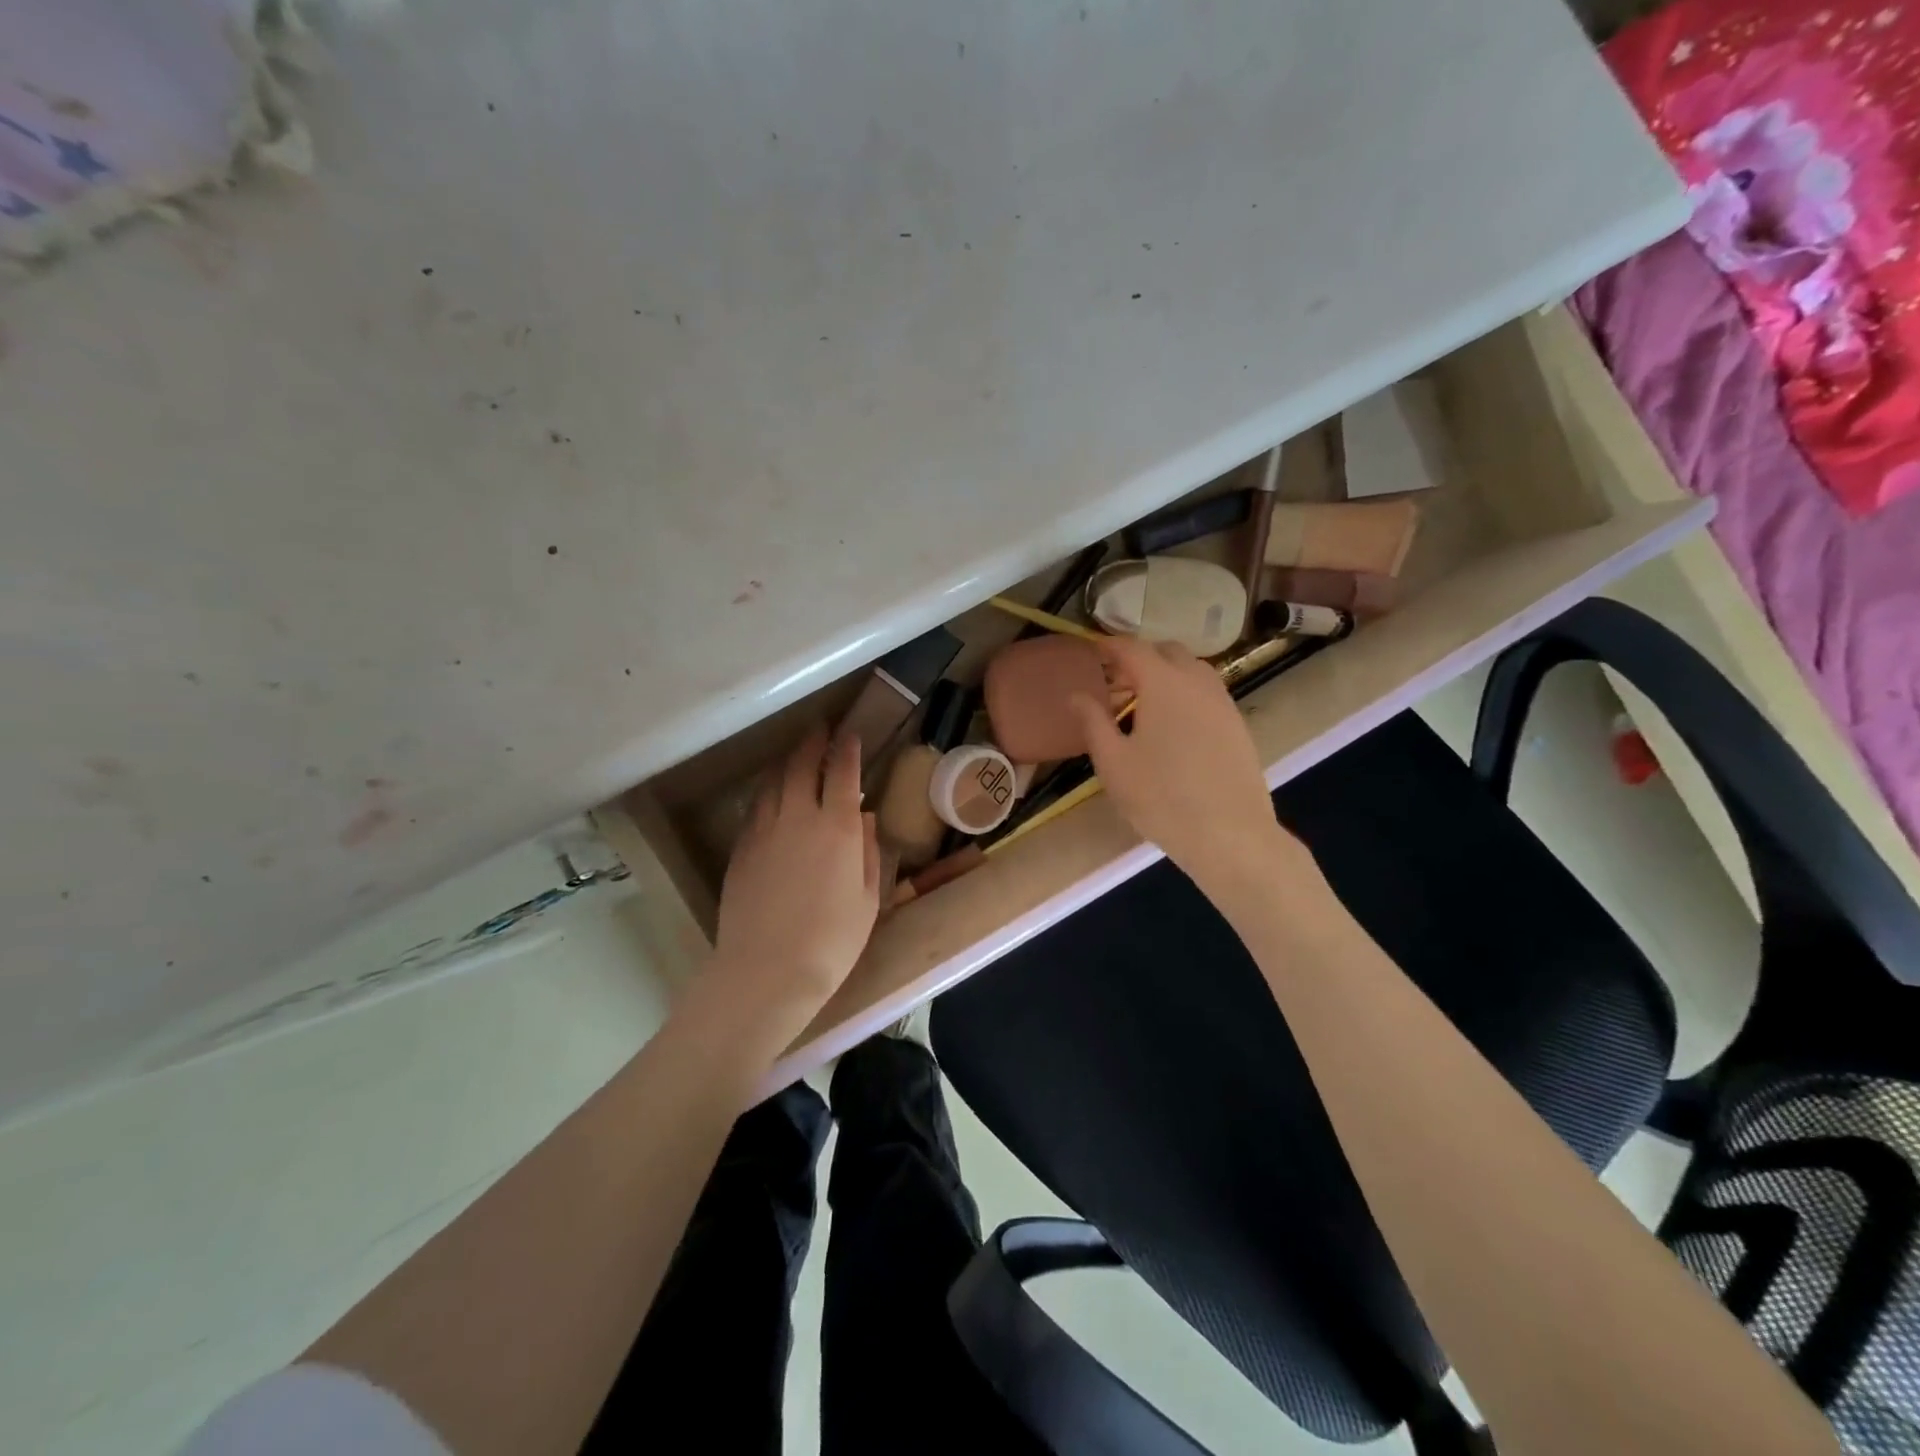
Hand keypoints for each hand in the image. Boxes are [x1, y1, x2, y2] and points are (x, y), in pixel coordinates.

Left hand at [707, 726, 880, 1033]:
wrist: (768, 971)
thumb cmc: (832, 941)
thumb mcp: (867, 899)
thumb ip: (866, 852)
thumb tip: (862, 819)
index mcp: (837, 827)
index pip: (842, 773)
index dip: (847, 749)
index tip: (850, 734)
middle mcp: (798, 817)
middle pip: (801, 766)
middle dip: (812, 743)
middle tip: (820, 730)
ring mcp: (763, 832)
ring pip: (773, 783)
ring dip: (786, 764)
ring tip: (794, 757)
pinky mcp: (740, 850)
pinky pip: (755, 809)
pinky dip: (767, 794)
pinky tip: (771, 799)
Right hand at [1070, 637, 1294, 888]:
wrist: (1230, 834)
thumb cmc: (1161, 797)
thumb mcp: (1113, 762)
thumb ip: (1092, 721)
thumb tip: (1076, 695)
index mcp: (1163, 683)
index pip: (1132, 648)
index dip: (1109, 646)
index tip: (1092, 652)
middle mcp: (1197, 682)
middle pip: (1167, 652)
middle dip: (1140, 657)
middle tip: (1116, 682)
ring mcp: (1223, 703)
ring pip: (1192, 671)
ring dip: (1166, 675)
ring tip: (1143, 706)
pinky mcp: (1238, 726)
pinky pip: (1207, 694)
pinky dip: (1185, 695)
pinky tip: (1173, 728)